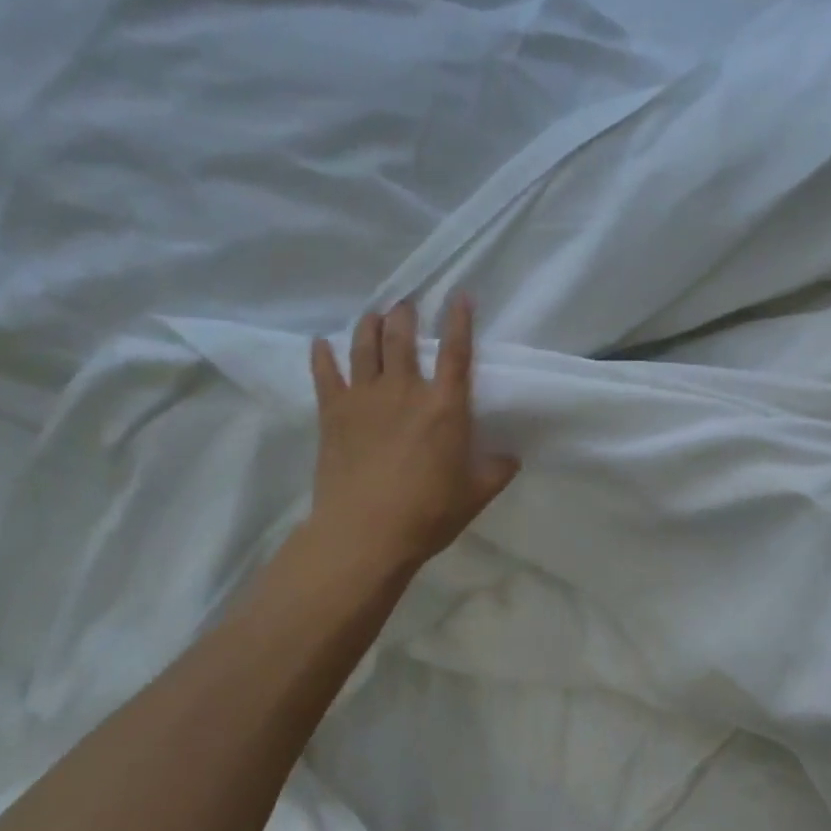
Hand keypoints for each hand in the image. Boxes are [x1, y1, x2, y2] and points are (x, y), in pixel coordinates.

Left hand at [303, 295, 519, 574]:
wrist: (365, 534)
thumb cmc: (427, 514)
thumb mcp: (475, 495)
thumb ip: (496, 470)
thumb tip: (511, 457)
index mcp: (445, 407)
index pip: (457, 352)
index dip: (460, 320)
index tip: (460, 295)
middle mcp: (405, 391)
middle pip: (403, 338)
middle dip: (405, 314)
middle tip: (406, 304)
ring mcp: (365, 399)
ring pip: (365, 347)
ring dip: (369, 325)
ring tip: (373, 314)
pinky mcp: (333, 414)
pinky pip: (325, 375)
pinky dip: (322, 356)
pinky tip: (320, 343)